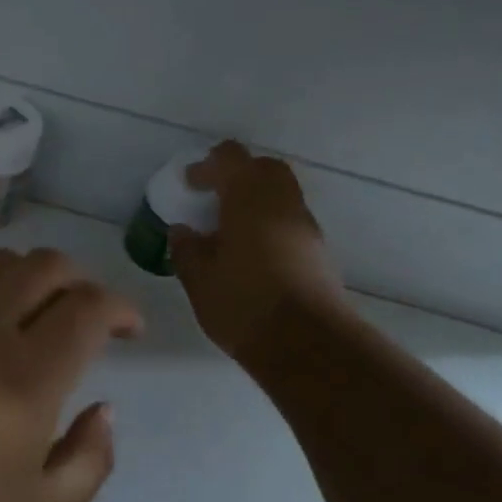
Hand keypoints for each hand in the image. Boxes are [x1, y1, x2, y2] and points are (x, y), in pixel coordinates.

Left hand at [0, 248, 141, 501]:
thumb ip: (90, 459)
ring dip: (32, 272)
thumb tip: (105, 409)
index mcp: (30, 377)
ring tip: (37, 305)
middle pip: (46, 267)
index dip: (120, 307)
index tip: (130, 329)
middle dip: (81, 278)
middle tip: (88, 310)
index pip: (88, 309)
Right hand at [169, 141, 349, 364]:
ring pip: (281, 194)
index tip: (189, 185)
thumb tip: (182, 231)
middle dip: (237, 175)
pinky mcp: (318, 251)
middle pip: (263, 168)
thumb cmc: (244, 303)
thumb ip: (187, 248)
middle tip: (213, 198)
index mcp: (249, 197)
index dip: (207, 166)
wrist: (307, 344)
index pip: (230, 157)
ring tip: (229, 229)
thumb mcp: (199, 279)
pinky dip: (269, 223)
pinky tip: (251, 253)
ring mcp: (305, 226)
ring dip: (255, 200)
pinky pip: (289, 221)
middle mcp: (282, 202)